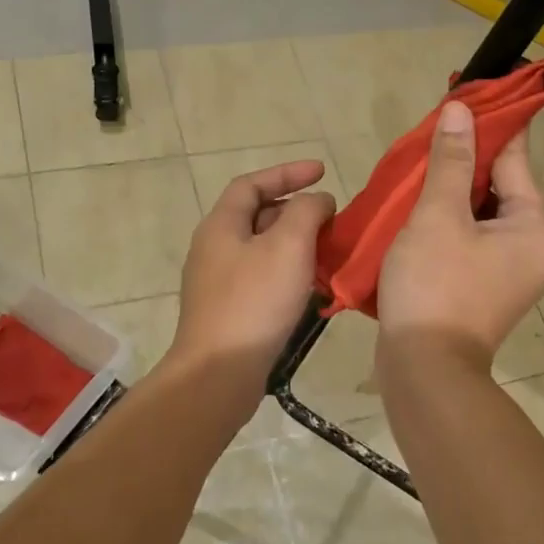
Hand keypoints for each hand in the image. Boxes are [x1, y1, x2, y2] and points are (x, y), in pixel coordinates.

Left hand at [170, 160, 335, 380]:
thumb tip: (317, 201)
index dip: (287, 173)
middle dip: (295, 210)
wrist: (218, 372)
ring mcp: (217, 282)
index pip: (252, 184)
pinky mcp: (227, 311)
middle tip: (330, 218)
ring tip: (328, 251)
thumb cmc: (254, 302)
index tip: (322, 171)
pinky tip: (311, 287)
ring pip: (261, 249)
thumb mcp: (288, 245)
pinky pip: (261, 277)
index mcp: (221, 225)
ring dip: (294, 243)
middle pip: (256, 215)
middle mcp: (213, 248)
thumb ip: (307, 212)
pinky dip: (288, 272)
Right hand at [377, 100, 543, 368]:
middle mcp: (533, 248)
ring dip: (449, 193)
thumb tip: (461, 110)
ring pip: (479, 215)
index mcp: (535, 228)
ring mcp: (509, 272)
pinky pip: (468, 240)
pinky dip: (445, 223)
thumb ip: (451, 161)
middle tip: (429, 135)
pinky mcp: (482, 289)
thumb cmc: (435, 286)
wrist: (424, 370)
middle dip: (463, 161)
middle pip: (498, 188)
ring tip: (415, 168)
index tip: (469, 94)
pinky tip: (414, 209)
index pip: (515, 160)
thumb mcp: (439, 215)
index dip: (491, 125)